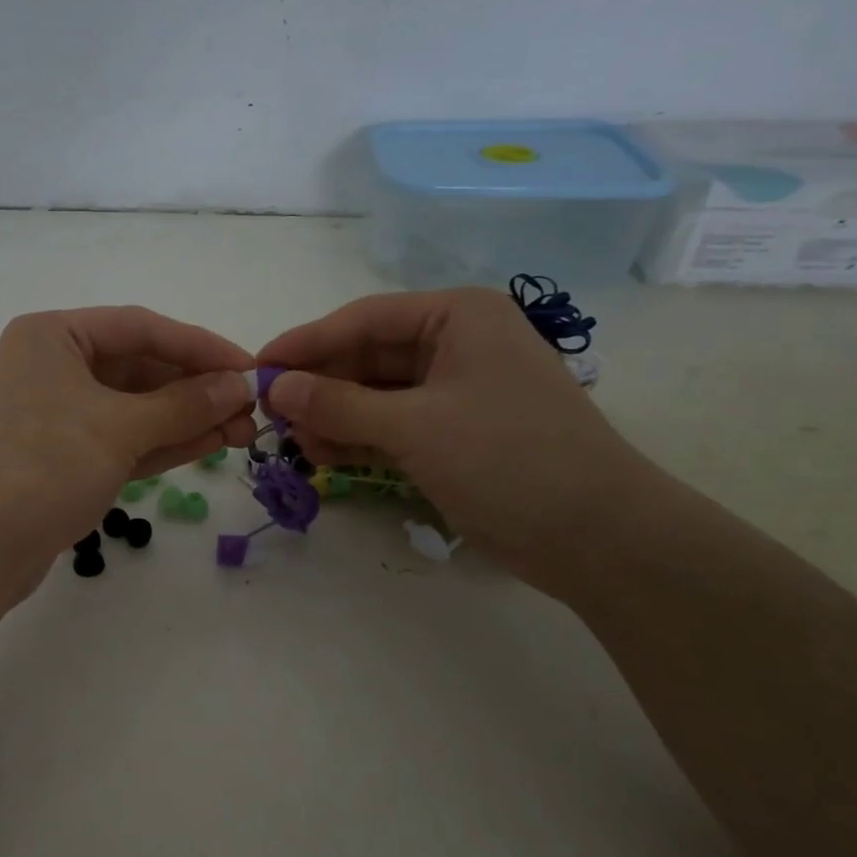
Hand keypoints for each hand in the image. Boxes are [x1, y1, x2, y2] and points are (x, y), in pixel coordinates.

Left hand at [0, 307, 257, 579]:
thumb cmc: (44, 467)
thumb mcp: (120, 429)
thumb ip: (183, 404)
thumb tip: (238, 386)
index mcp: (52, 336)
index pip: (140, 327)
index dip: (200, 346)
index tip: (250, 368)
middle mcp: (50, 365)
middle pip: (138, 366)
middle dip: (196, 388)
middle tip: (251, 408)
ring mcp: (54, 412)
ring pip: (132, 406)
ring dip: (185, 417)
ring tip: (242, 430)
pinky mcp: (61, 455)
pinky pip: (120, 437)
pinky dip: (160, 441)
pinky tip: (208, 444)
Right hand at [258, 289, 653, 579]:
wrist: (599, 538)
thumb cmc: (510, 459)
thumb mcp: (416, 426)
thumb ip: (339, 404)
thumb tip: (275, 387)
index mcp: (457, 317)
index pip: (362, 319)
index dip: (305, 343)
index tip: (257, 368)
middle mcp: (456, 344)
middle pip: (366, 356)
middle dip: (318, 384)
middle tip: (268, 412)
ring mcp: (456, 391)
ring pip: (375, 393)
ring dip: (333, 414)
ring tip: (291, 439)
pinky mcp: (454, 433)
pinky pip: (392, 424)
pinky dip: (357, 437)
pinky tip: (321, 453)